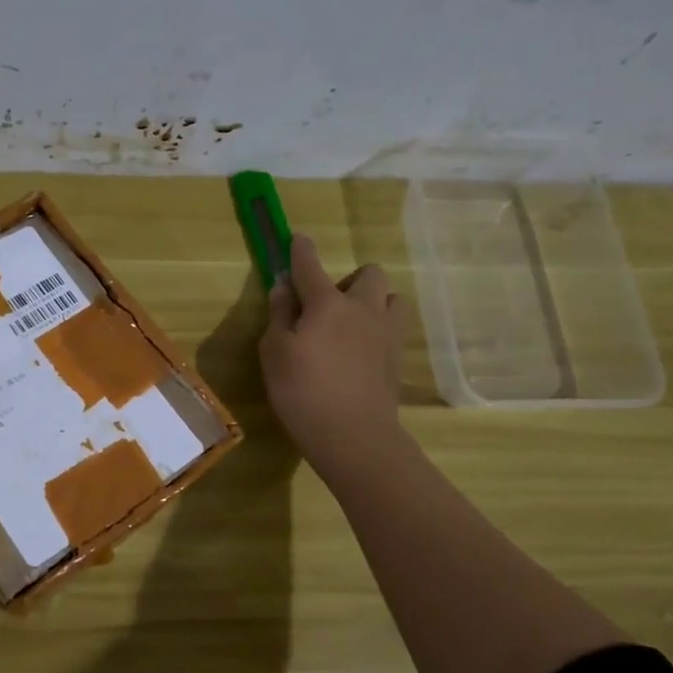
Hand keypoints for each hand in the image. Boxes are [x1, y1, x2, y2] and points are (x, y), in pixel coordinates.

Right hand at [260, 233, 405, 480]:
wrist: (354, 434)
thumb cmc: (302, 391)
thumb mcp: (275, 352)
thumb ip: (279, 315)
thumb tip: (284, 287)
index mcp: (327, 303)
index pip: (310, 266)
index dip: (301, 250)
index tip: (298, 238)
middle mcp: (363, 308)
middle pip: (368, 274)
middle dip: (349, 280)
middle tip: (327, 306)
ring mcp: (386, 333)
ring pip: (390, 298)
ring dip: (372, 302)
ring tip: (351, 326)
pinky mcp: (397, 358)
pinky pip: (392, 328)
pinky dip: (377, 329)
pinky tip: (360, 352)